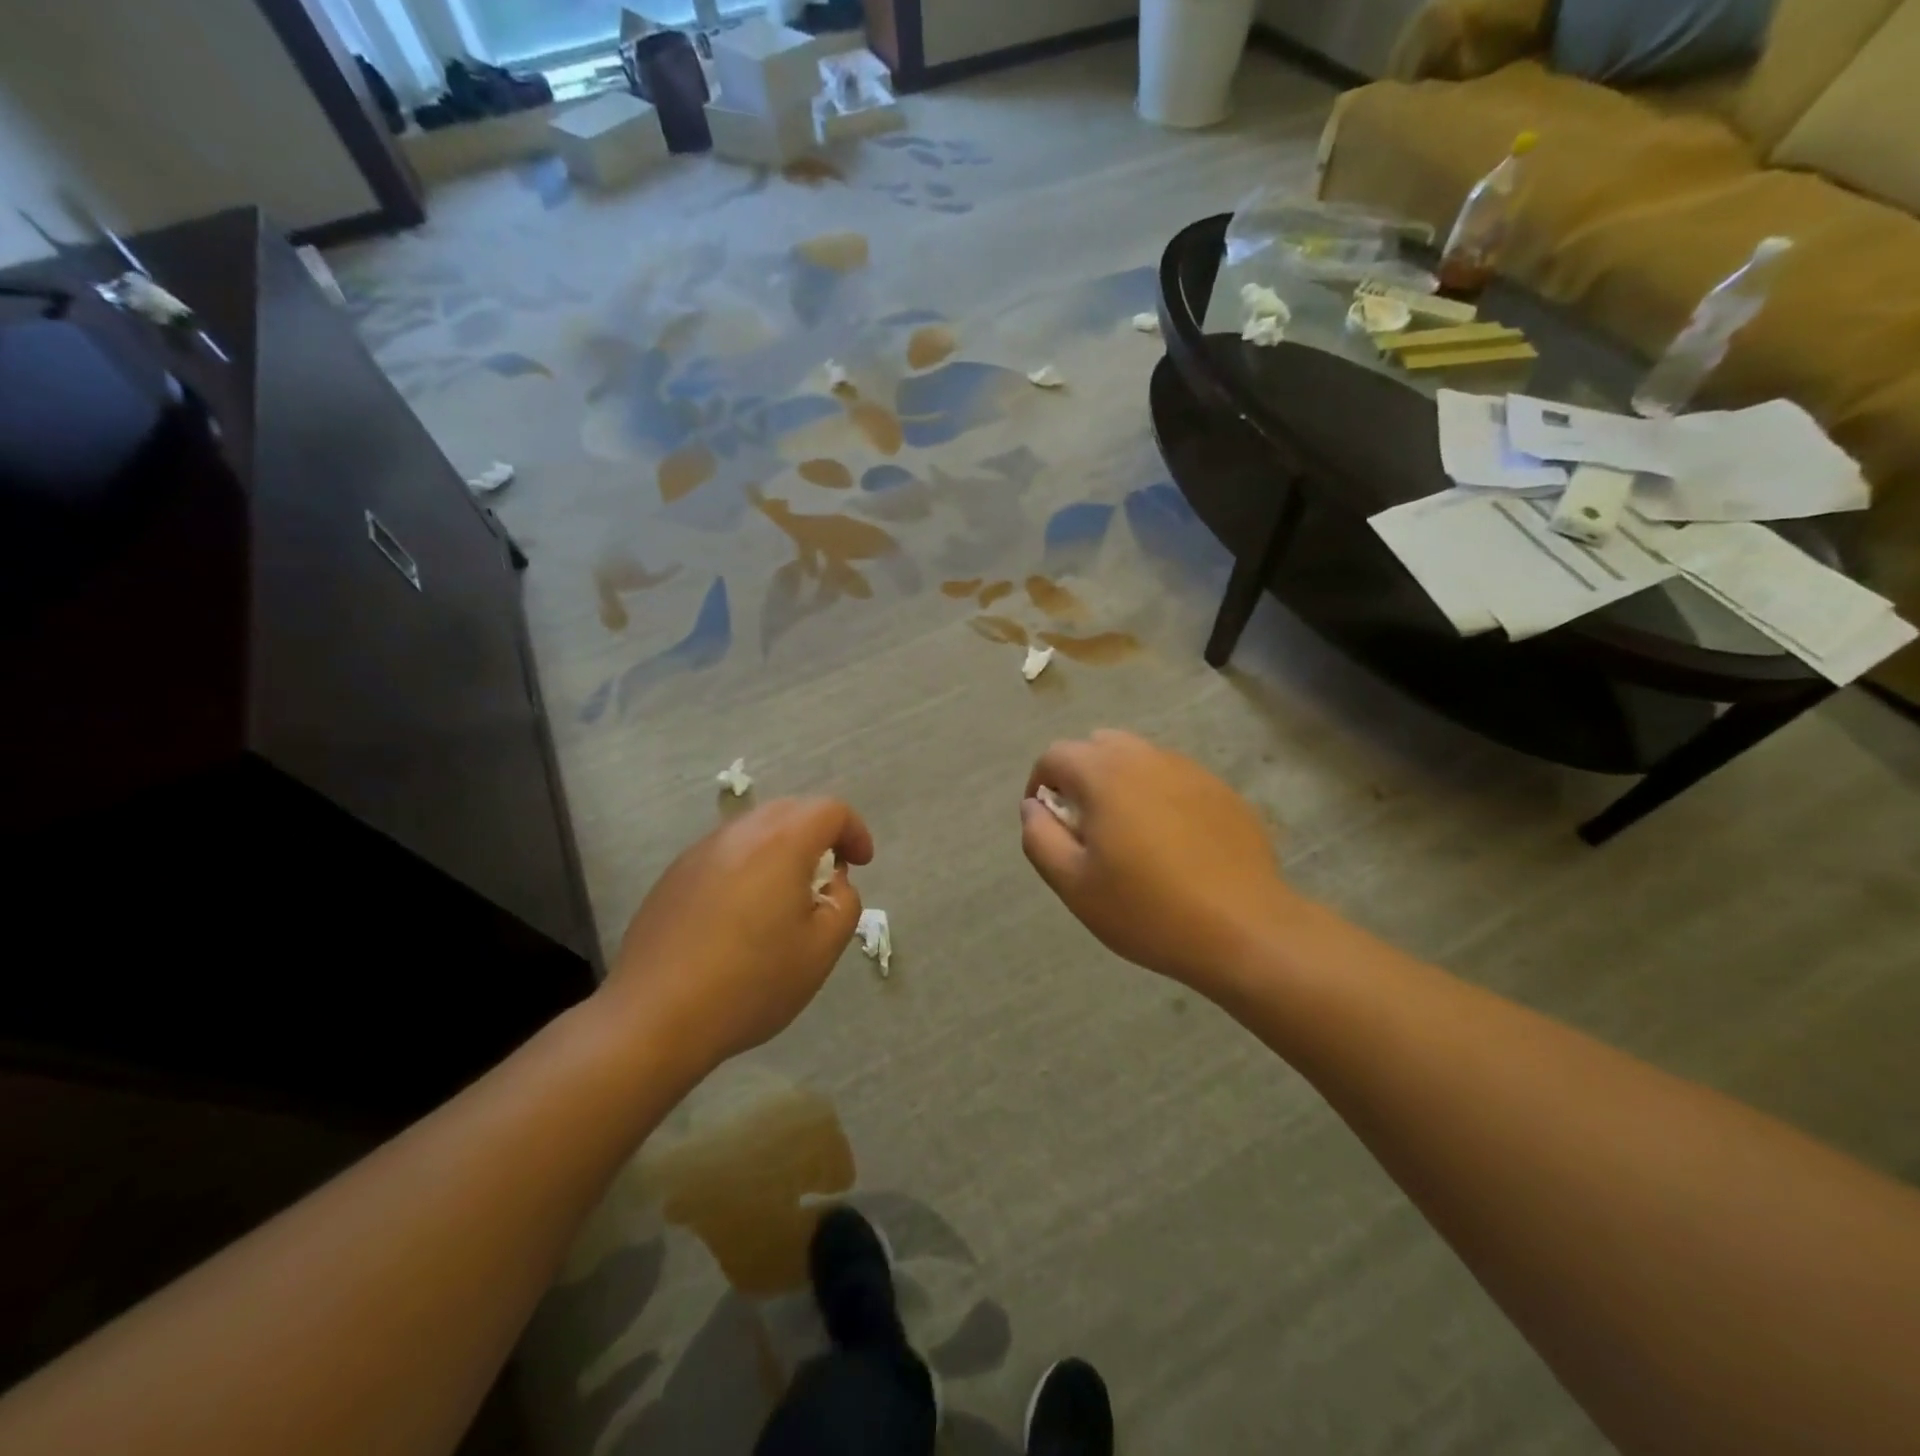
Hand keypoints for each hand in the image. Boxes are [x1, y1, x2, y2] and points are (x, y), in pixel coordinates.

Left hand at [601, 798, 871, 1072]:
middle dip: (820, 833)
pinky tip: (742, 913)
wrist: (654, 1017)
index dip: (855, 831)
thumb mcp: (821, 950)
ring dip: (782, 847)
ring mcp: (700, 852)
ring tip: (786, 895)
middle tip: (829, 875)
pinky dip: (749, 864)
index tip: (861, 865)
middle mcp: (739, 834)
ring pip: (754, 828)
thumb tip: (833, 883)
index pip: (830, 810)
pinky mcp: (674, 876)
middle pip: (791, 810)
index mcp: (781, 843)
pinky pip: (725, 852)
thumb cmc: (751, 983)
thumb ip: (844, 904)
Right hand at [1020, 731, 1299, 993]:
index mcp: (1104, 773)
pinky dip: (1158, 794)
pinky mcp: (1221, 790)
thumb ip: (1040, 838)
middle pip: (1098, 746)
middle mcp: (1146, 757)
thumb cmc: (1148, 909)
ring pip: (1139, 758)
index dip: (1040, 783)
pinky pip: (1174, 778)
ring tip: (1128, 834)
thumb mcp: (1074, 884)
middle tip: (1085, 826)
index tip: (1047, 821)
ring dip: (1120, 783)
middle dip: (1080, 776)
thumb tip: (1033, 807)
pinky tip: (1171, 842)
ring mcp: (1189, 769)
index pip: (1055, 754)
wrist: (1246, 928)